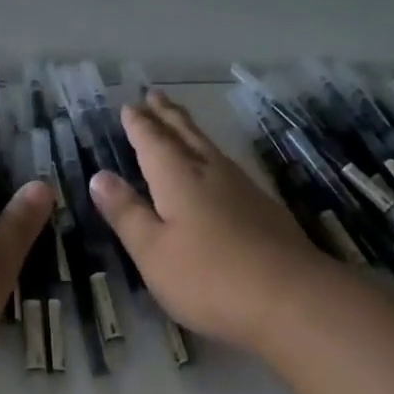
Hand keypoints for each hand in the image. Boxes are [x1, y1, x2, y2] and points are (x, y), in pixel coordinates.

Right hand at [90, 91, 341, 354]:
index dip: (139, 125)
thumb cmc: (209, 277)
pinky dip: (211, 155)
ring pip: (209, 147)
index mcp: (177, 178)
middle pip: (185, 134)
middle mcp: (210, 172)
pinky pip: (227, 166)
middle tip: (155, 95)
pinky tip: (217, 168)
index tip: (129, 106)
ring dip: (190, 130)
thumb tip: (100, 176)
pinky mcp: (264, 207)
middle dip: (166, 115)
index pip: (152, 142)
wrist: (293, 298)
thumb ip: (127, 213)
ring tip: (180, 122)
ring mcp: (242, 188)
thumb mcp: (153, 251)